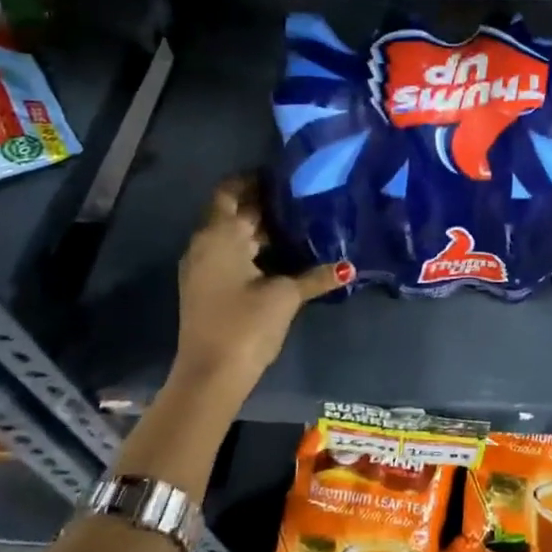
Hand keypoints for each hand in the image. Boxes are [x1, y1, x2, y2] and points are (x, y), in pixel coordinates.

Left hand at [168, 177, 347, 399]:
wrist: (211, 375)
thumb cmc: (246, 324)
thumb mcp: (285, 296)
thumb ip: (316, 276)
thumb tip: (350, 267)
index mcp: (219, 235)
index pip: (230, 192)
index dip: (252, 180)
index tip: (281, 175)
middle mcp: (204, 245)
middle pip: (231, 213)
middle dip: (262, 205)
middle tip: (299, 199)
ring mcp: (201, 268)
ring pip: (230, 236)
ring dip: (256, 230)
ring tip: (296, 224)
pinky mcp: (205, 289)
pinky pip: (227, 255)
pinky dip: (250, 250)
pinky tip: (280, 257)